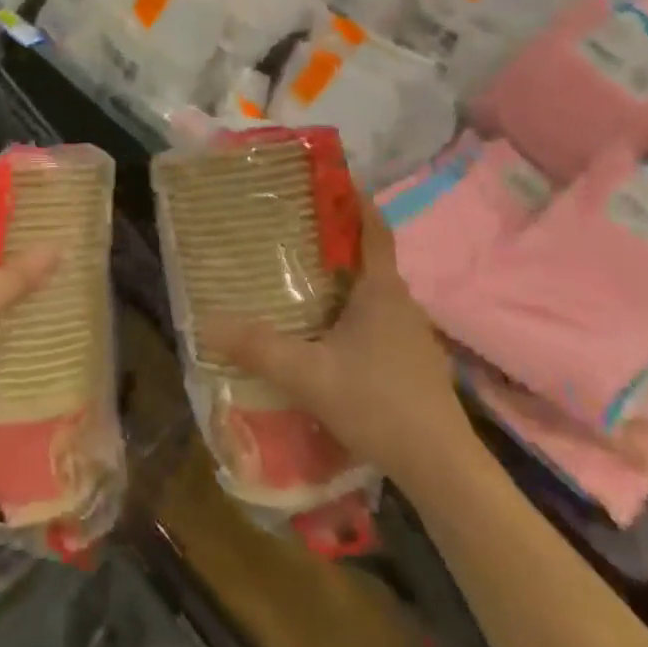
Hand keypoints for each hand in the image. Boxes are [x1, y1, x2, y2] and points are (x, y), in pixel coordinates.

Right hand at [198, 193, 471, 487]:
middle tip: (294, 232)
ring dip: (344, 282)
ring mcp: (412, 335)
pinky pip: (379, 322)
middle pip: (369, 258)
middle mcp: (401, 303)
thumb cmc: (378, 403)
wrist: (441, 467)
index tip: (331, 179)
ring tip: (304, 281)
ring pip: (374, 294)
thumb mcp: (308, 375)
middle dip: (336, 242)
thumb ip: (258, 349)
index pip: (373, 228)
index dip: (356, 200)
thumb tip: (206, 325)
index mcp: (381, 290)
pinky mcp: (414, 364)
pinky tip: (330, 338)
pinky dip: (354, 315)